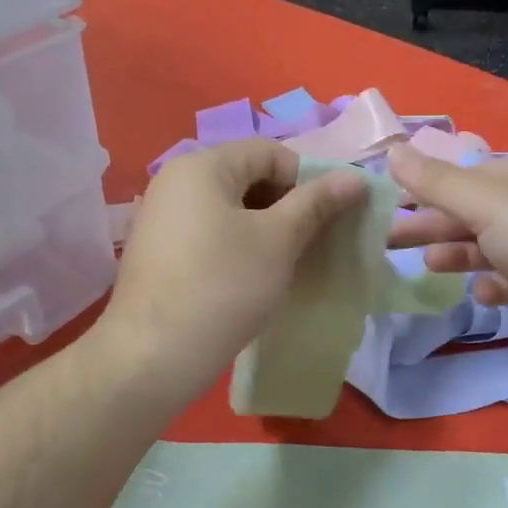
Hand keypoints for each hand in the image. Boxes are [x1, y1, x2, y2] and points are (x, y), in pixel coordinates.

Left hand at [99, 140, 367, 401]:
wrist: (153, 355)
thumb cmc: (223, 286)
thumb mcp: (279, 241)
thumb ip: (316, 203)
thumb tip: (354, 178)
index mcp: (202, 166)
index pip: (270, 153)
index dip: (308, 179)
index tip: (329, 218)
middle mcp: (176, 181)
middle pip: (248, 177)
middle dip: (288, 206)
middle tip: (313, 243)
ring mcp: (163, 218)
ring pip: (231, 210)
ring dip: (267, 230)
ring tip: (289, 263)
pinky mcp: (160, 252)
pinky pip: (211, 235)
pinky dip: (239, 248)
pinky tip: (255, 279)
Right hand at [386, 145, 507, 362]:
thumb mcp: (488, 204)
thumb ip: (437, 182)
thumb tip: (391, 149)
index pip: (468, 176)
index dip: (427, 189)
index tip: (390, 206)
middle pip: (476, 211)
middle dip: (434, 225)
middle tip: (388, 241)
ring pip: (493, 246)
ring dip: (459, 254)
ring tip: (427, 266)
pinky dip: (495, 283)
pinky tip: (481, 293)